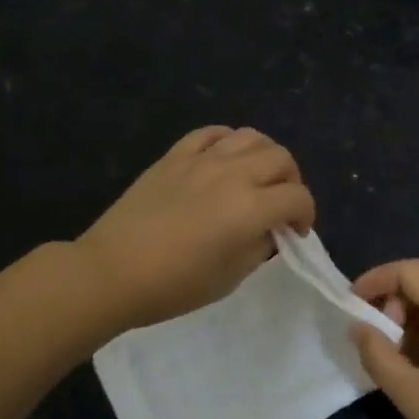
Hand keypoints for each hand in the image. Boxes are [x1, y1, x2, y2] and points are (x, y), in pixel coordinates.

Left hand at [78, 126, 315, 329]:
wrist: (112, 271)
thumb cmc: (174, 285)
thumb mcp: (230, 278)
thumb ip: (258, 248)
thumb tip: (268, 230)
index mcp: (250, 208)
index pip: (297, 197)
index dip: (306, 215)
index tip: (295, 233)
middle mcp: (232, 174)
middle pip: (281, 159)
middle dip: (291, 181)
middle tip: (280, 204)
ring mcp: (201, 159)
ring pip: (250, 137)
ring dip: (265, 156)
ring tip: (256, 177)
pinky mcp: (174, 156)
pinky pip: (211, 133)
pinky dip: (227, 141)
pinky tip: (225, 158)